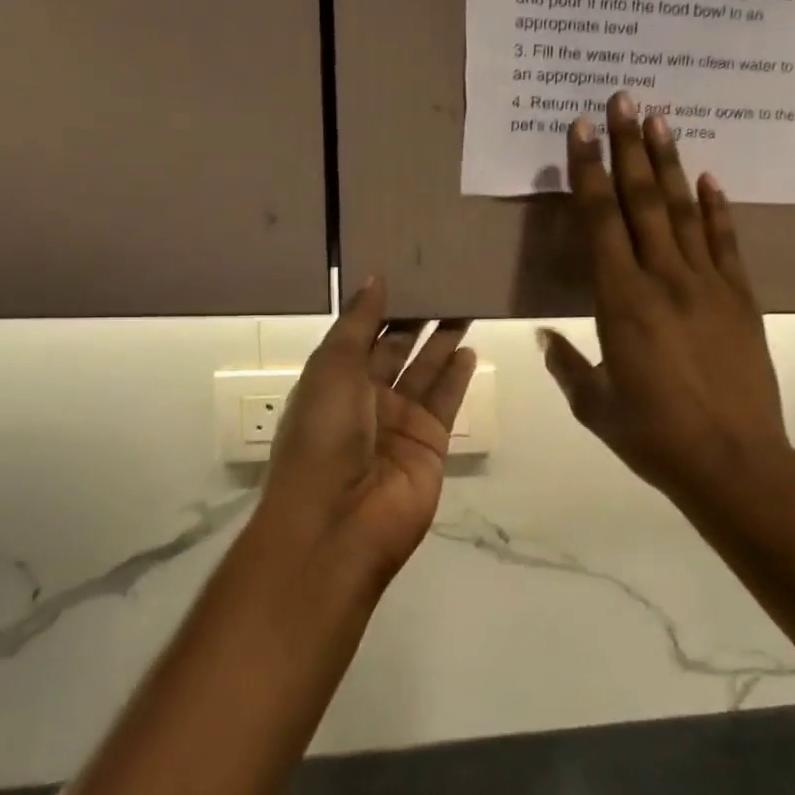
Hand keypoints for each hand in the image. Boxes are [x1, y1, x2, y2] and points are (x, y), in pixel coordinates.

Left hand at [264, 280, 474, 582]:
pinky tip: (470, 349)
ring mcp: (399, 423)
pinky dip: (458, 376)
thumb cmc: (324, 437)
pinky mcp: (430, 443)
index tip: (406, 273)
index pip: (362, 336)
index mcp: (333, 382)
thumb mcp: (332, 370)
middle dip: (417, 321)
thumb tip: (375, 279)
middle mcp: (366, 400)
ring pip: (426, 372)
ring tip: (465, 306)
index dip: (383, 308)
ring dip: (443, 342)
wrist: (339, 522)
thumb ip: (358, 324)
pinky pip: (446, 401)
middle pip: (397, 351)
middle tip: (445, 284)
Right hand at [540, 91, 793, 510]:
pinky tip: (711, 178)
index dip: (589, 173)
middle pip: (643, 201)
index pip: (600, 222)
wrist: (734, 461)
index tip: (582, 130)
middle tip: (623, 99)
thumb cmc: (655, 437)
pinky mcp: (741, 298)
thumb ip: (568, 365)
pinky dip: (718, 208)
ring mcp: (708, 285)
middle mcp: (664, 279)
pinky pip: (727, 242)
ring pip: (685, 211)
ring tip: (660, 121)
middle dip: (629, 148)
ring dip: (670, 164)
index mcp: (621, 302)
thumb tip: (544, 338)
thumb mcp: (597, 407)